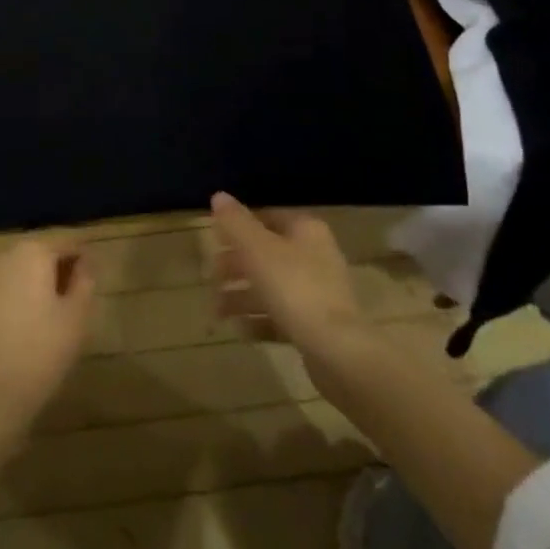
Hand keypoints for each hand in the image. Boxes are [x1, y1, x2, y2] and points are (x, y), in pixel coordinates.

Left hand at [0, 235, 95, 461]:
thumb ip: (85, 282)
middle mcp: (1, 251)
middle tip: (64, 301)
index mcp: (33, 251)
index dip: (80, 257)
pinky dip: (0, 296)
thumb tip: (85, 262)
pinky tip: (7, 325)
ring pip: (10, 268)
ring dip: (24, 281)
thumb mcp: (75, 320)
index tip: (88, 278)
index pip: (65, 241)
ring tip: (35, 315)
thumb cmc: (37, 356)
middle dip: (51, 269)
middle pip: (34, 252)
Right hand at [211, 192, 363, 351]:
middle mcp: (314, 256)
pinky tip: (239, 330)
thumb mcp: (258, 249)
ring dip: (242, 296)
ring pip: (271, 287)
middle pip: (267, 253)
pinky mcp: (316, 326)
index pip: (267, 217)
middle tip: (210, 276)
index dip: (239, 225)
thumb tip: (218, 195)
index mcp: (305, 230)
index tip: (214, 238)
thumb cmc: (295, 287)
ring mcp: (317, 293)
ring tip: (217, 310)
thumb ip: (236, 223)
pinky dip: (259, 320)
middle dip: (236, 265)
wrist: (338, 352)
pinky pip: (281, 316)